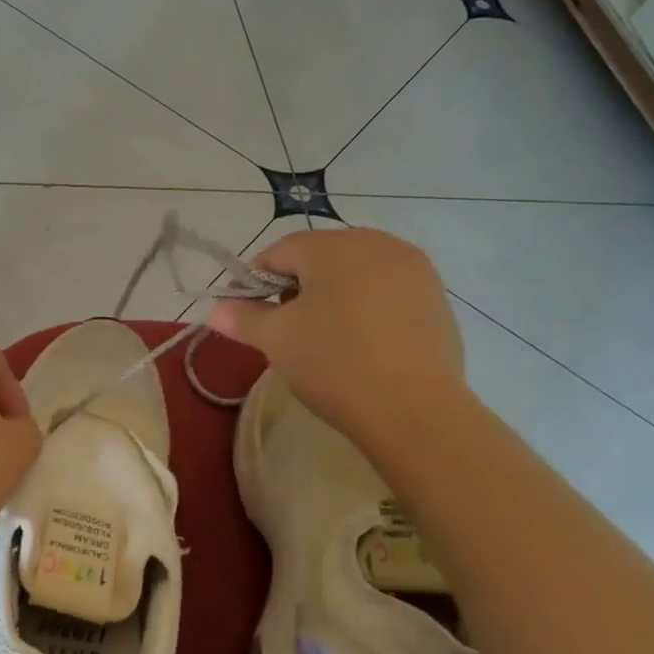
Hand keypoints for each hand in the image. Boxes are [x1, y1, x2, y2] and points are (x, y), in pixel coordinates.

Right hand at [208, 229, 466, 445]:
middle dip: (296, 289)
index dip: (256, 281)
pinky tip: (362, 346)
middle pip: (320, 259)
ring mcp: (414, 270)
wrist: (413, 409)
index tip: (250, 316)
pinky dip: (366, 311)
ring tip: (324, 341)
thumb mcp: (276, 339)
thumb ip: (243, 317)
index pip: (279, 251)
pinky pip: (386, 294)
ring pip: (355, 275)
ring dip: (332, 299)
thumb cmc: (333, 362)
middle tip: (287, 331)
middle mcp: (379, 244)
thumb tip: (216, 310)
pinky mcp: (437, 299)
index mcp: (335, 246)